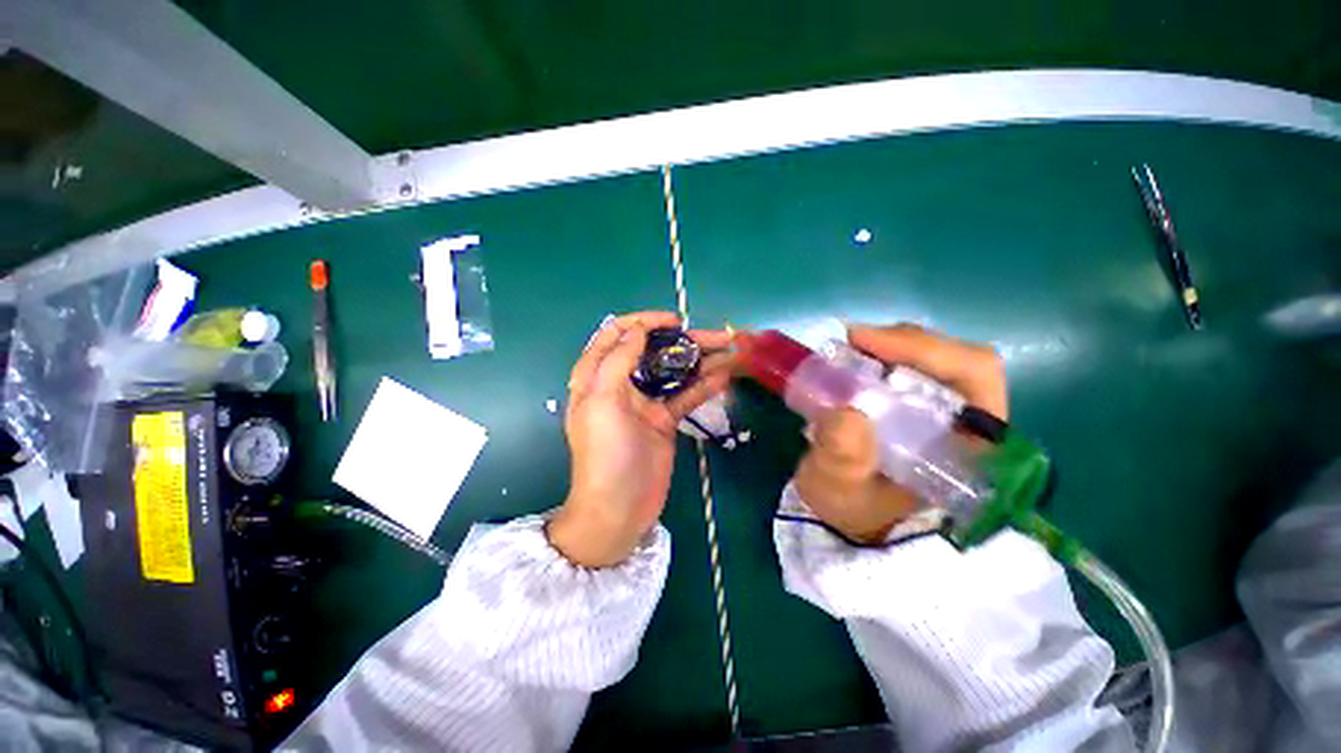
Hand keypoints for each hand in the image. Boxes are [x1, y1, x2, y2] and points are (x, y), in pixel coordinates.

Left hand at [548, 312, 733, 566]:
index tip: (674, 322)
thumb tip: (638, 330)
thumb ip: (618, 360)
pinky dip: (705, 386)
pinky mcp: (665, 420)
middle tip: (719, 337)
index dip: (644, 321)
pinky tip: (726, 377)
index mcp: (597, 375)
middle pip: (654, 351)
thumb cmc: (604, 453)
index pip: (617, 334)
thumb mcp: (603, 401)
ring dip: (702, 361)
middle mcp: (621, 383)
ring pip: (674, 372)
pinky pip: (686, 396)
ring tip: (732, 352)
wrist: (618, 509)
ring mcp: (646, 402)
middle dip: (685, 341)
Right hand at [793, 323, 1007, 543]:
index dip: (925, 349)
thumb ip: (843, 459)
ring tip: (847, 350)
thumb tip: (846, 413)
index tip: (864, 343)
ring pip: (930, 358)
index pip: (975, 374)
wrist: (849, 518)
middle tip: (850, 342)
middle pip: (953, 358)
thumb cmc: (852, 509)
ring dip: (888, 346)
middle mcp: (967, 422)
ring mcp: (943, 412)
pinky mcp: (918, 406)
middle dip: (900, 343)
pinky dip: (878, 355)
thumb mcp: (840, 490)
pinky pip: (906, 367)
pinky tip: (852, 360)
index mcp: (969, 446)